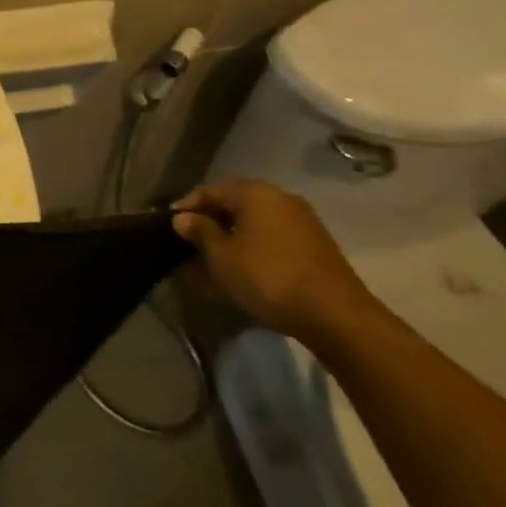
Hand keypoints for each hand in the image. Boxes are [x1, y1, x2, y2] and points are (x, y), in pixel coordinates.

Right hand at [171, 178, 374, 344]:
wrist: (336, 316)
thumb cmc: (268, 278)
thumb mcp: (222, 257)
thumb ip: (200, 232)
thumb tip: (183, 218)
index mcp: (255, 193)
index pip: (210, 190)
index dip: (187, 207)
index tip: (169, 226)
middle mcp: (280, 198)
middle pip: (234, 204)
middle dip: (210, 223)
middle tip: (188, 244)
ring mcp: (301, 222)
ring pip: (254, 224)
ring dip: (230, 238)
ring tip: (211, 262)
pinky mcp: (314, 246)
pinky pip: (271, 239)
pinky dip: (252, 249)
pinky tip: (240, 271)